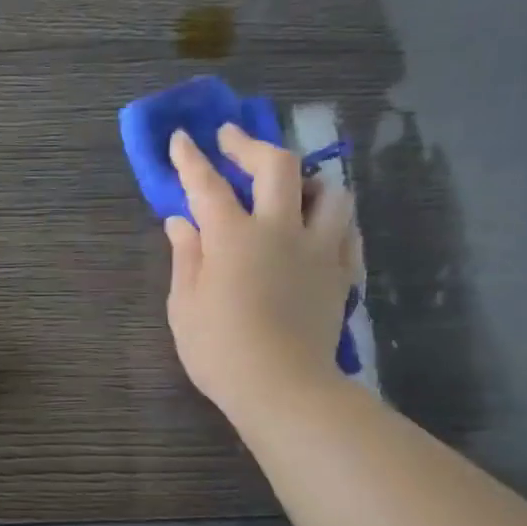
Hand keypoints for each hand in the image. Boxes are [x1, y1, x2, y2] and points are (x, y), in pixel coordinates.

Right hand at [164, 127, 358, 417]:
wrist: (282, 387)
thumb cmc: (219, 350)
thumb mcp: (184, 305)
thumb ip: (186, 256)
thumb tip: (180, 221)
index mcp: (233, 237)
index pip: (208, 185)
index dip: (191, 159)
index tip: (181, 138)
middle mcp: (280, 230)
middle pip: (278, 166)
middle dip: (251, 145)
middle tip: (232, 140)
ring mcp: (318, 249)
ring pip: (329, 191)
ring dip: (306, 179)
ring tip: (290, 187)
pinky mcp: (340, 272)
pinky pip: (346, 230)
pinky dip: (331, 219)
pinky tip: (318, 227)